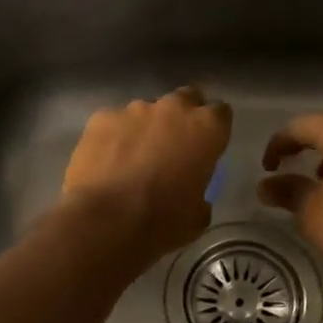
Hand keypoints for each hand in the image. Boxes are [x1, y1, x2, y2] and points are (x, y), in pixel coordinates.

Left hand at [62, 87, 232, 261]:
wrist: (105, 220)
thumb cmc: (161, 222)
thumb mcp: (196, 218)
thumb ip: (200, 195)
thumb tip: (195, 197)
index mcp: (206, 129)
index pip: (221, 114)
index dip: (214, 130)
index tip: (207, 147)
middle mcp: (173, 109)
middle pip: (184, 100)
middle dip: (181, 118)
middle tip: (172, 147)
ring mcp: (134, 110)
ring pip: (145, 112)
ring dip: (144, 129)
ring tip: (132, 159)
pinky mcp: (101, 118)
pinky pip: (113, 123)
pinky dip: (113, 138)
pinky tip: (105, 162)